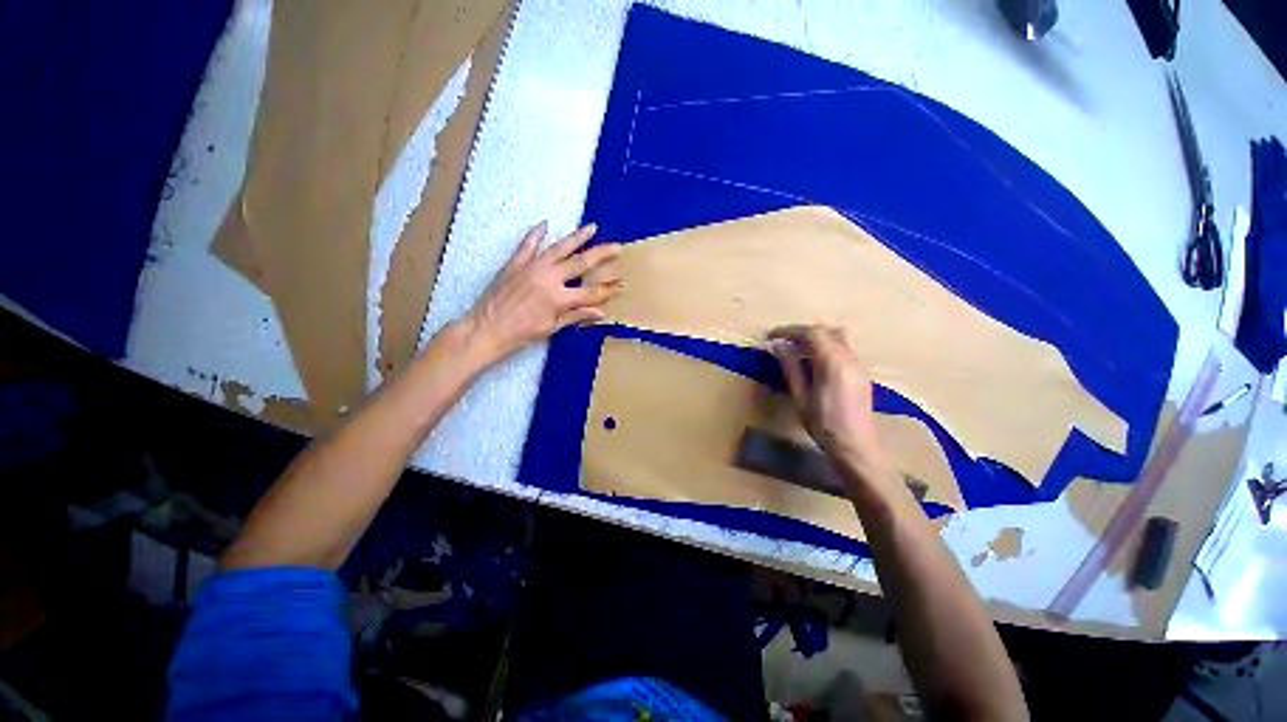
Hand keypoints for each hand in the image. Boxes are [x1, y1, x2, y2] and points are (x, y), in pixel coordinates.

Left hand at [462, 222, 621, 362]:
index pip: (591, 292)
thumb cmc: (521, 334)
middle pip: (581, 263)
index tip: (621, 284)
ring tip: (592, 227)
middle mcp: (549, 277)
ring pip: (560, 247)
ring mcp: (532, 267)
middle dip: (602, 255)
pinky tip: (545, 224)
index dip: (608, 289)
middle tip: (617, 247)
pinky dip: (536, 234)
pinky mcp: (516, 262)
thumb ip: (576, 316)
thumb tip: (600, 312)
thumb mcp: (552, 327)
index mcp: (559, 298)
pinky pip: (528, 244)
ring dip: (577, 237)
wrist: (486, 329)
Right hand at [769, 325, 894, 490]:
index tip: (772, 335)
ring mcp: (858, 363)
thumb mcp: (800, 397)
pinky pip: (843, 347)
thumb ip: (791, 368)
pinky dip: (826, 346)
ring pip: (837, 336)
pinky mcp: (861, 372)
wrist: (856, 446)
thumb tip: (778, 346)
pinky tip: (813, 362)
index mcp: (833, 361)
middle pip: (825, 330)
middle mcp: (849, 357)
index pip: (811, 332)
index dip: (789, 330)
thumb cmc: (823, 424)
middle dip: (801, 332)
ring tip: (797, 349)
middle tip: (782, 341)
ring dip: (815, 337)